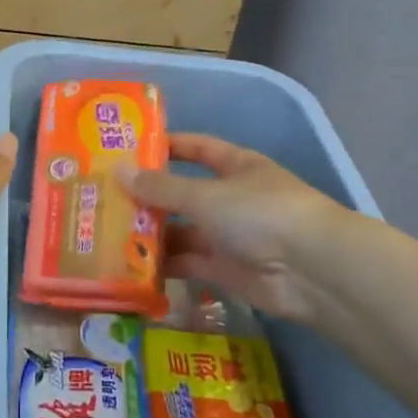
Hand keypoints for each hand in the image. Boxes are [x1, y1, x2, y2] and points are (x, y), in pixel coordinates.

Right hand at [118, 134, 350, 325]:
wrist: (312, 271)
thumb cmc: (260, 213)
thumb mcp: (205, 195)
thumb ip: (161, 188)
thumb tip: (118, 171)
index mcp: (236, 166)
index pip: (197, 148)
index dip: (167, 146)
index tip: (129, 149)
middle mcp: (232, 197)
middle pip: (184, 193)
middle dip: (150, 197)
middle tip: (105, 198)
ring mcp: (230, 235)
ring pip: (183, 230)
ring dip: (152, 233)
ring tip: (109, 233)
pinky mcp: (227, 270)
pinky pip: (189, 262)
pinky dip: (165, 265)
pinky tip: (131, 265)